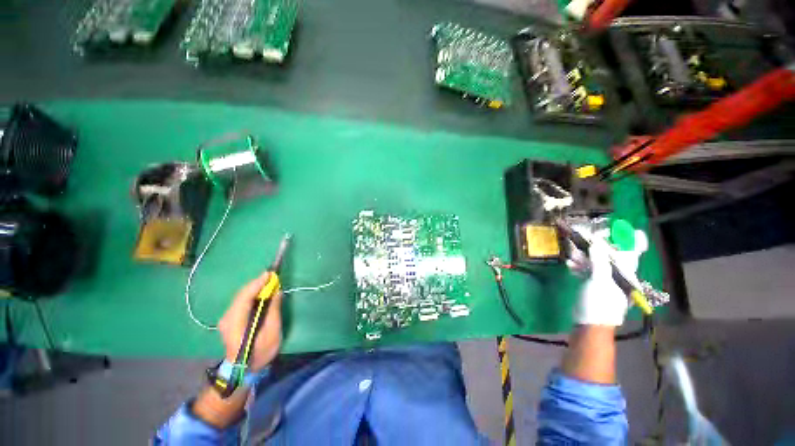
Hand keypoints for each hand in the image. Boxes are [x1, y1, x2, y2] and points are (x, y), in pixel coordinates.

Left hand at [218, 272, 283, 371]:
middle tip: (273, 277)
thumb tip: (277, 292)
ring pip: (241, 296)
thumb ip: (274, 310)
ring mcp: (226, 318)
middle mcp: (227, 317)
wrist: (243, 371)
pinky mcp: (230, 319)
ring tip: (270, 283)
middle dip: (257, 283)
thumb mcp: (272, 333)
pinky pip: (241, 301)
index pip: (245, 296)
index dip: (258, 283)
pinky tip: (261, 293)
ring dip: (255, 288)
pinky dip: (252, 294)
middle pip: (242, 294)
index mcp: (236, 322)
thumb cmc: (260, 353)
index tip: (270, 273)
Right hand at [573, 228, 647, 326]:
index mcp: (626, 274)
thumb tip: (597, 243)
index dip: (630, 239)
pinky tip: (570, 264)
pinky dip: (579, 266)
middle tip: (585, 236)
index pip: (632, 253)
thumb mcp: (599, 281)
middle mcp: (618, 275)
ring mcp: (605, 281)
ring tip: (571, 253)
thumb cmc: (598, 304)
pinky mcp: (593, 286)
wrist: (589, 326)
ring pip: (596, 262)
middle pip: (611, 255)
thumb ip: (599, 261)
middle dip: (598, 245)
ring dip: (584, 256)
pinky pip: (587, 271)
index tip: (622, 228)